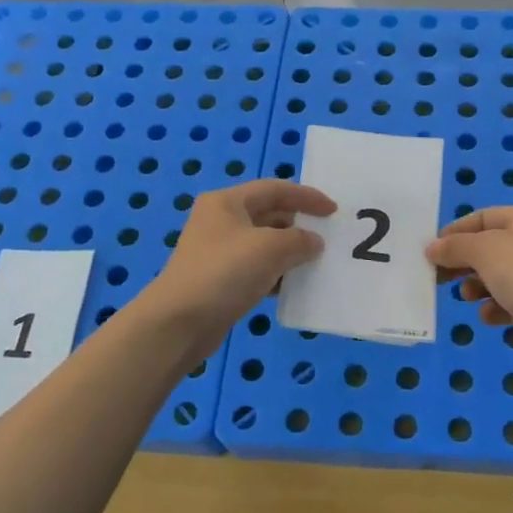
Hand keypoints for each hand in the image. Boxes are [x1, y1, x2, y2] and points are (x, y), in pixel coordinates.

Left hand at [144, 180, 335, 355]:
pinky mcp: (218, 280)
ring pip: (263, 244)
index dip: (306, 197)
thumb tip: (313, 242)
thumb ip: (300, 240)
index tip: (333, 211)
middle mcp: (220, 221)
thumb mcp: (271, 248)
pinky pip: (256, 269)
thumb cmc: (225, 272)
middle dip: (298, 225)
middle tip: (327, 237)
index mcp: (227, 202)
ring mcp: (217, 252)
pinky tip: (292, 286)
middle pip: (268, 214)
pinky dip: (276, 273)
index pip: (274, 189)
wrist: (179, 323)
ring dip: (289, 251)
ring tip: (315, 263)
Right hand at [425, 207, 512, 371]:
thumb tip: (432, 248)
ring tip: (467, 296)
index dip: (456, 232)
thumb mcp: (483, 250)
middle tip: (439, 277)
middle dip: (464, 262)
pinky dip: (497, 307)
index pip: (485, 217)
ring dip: (479, 286)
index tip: (432, 250)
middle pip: (491, 248)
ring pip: (501, 276)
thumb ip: (455, 247)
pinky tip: (488, 316)